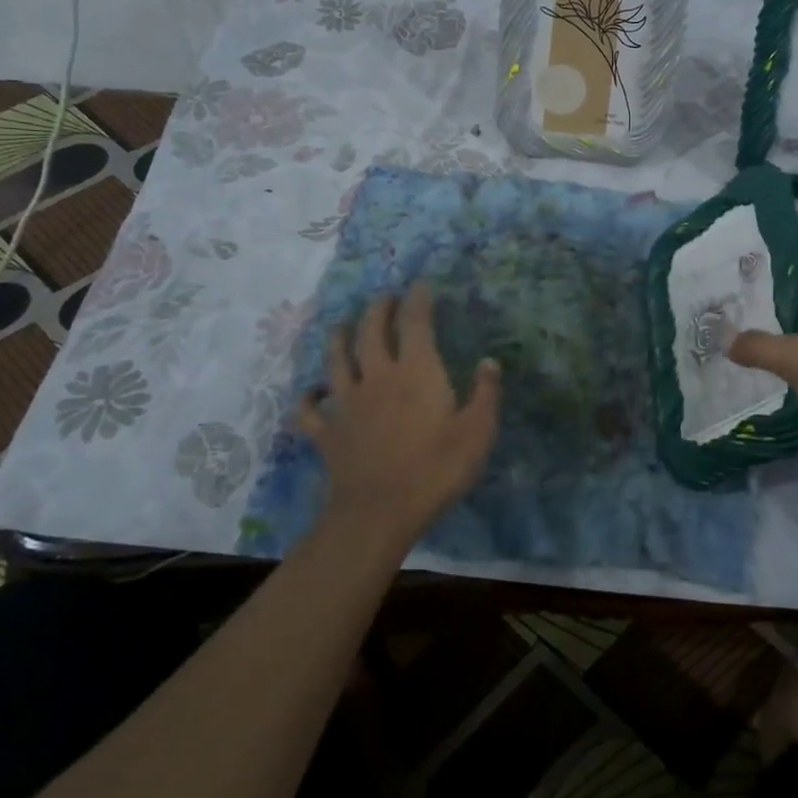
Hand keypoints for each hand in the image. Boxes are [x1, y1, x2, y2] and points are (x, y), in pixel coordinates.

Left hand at [299, 284, 501, 545]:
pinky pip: (310, 409)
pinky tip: (312, 391)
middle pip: (371, 331)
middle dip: (378, 308)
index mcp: (416, 371)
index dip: (418, 299)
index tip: (422, 285)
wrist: (379, 513)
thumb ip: (486, 394)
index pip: (415, 322)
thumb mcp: (478, 433)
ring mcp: (346, 403)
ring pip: (336, 359)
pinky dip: (308, 397)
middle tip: (385, 297)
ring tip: (344, 324)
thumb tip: (489, 362)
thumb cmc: (436, 470)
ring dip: (339, 337)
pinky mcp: (327, 432)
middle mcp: (377, 376)